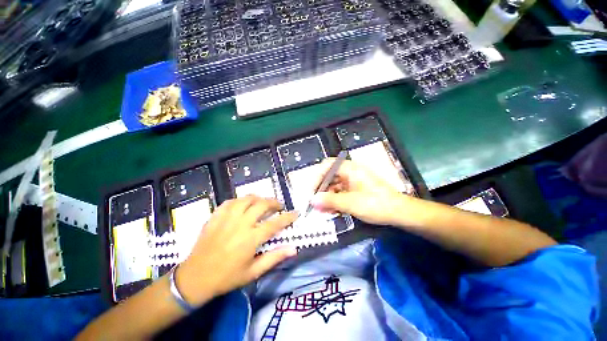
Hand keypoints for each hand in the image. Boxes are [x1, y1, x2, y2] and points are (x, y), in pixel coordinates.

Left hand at [176, 196, 297, 305]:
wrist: (195, 278)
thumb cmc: (227, 277)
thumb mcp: (253, 272)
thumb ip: (274, 258)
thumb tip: (293, 249)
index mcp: (251, 239)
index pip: (275, 223)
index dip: (288, 217)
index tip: (296, 213)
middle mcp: (241, 224)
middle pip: (262, 205)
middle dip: (274, 203)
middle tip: (279, 206)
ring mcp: (227, 218)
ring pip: (247, 199)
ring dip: (258, 198)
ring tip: (263, 203)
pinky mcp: (216, 216)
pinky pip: (230, 201)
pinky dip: (240, 200)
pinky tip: (243, 204)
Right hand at [311, 158, 404, 225]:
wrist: (400, 213)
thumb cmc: (376, 204)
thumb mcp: (351, 203)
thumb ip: (330, 201)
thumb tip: (312, 200)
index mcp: (350, 169)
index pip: (327, 165)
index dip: (317, 177)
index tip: (312, 192)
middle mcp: (350, 172)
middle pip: (329, 176)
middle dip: (321, 190)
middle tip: (316, 204)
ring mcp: (353, 181)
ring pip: (334, 186)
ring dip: (327, 197)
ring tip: (323, 211)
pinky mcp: (355, 190)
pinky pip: (340, 192)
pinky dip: (335, 201)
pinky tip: (332, 211)